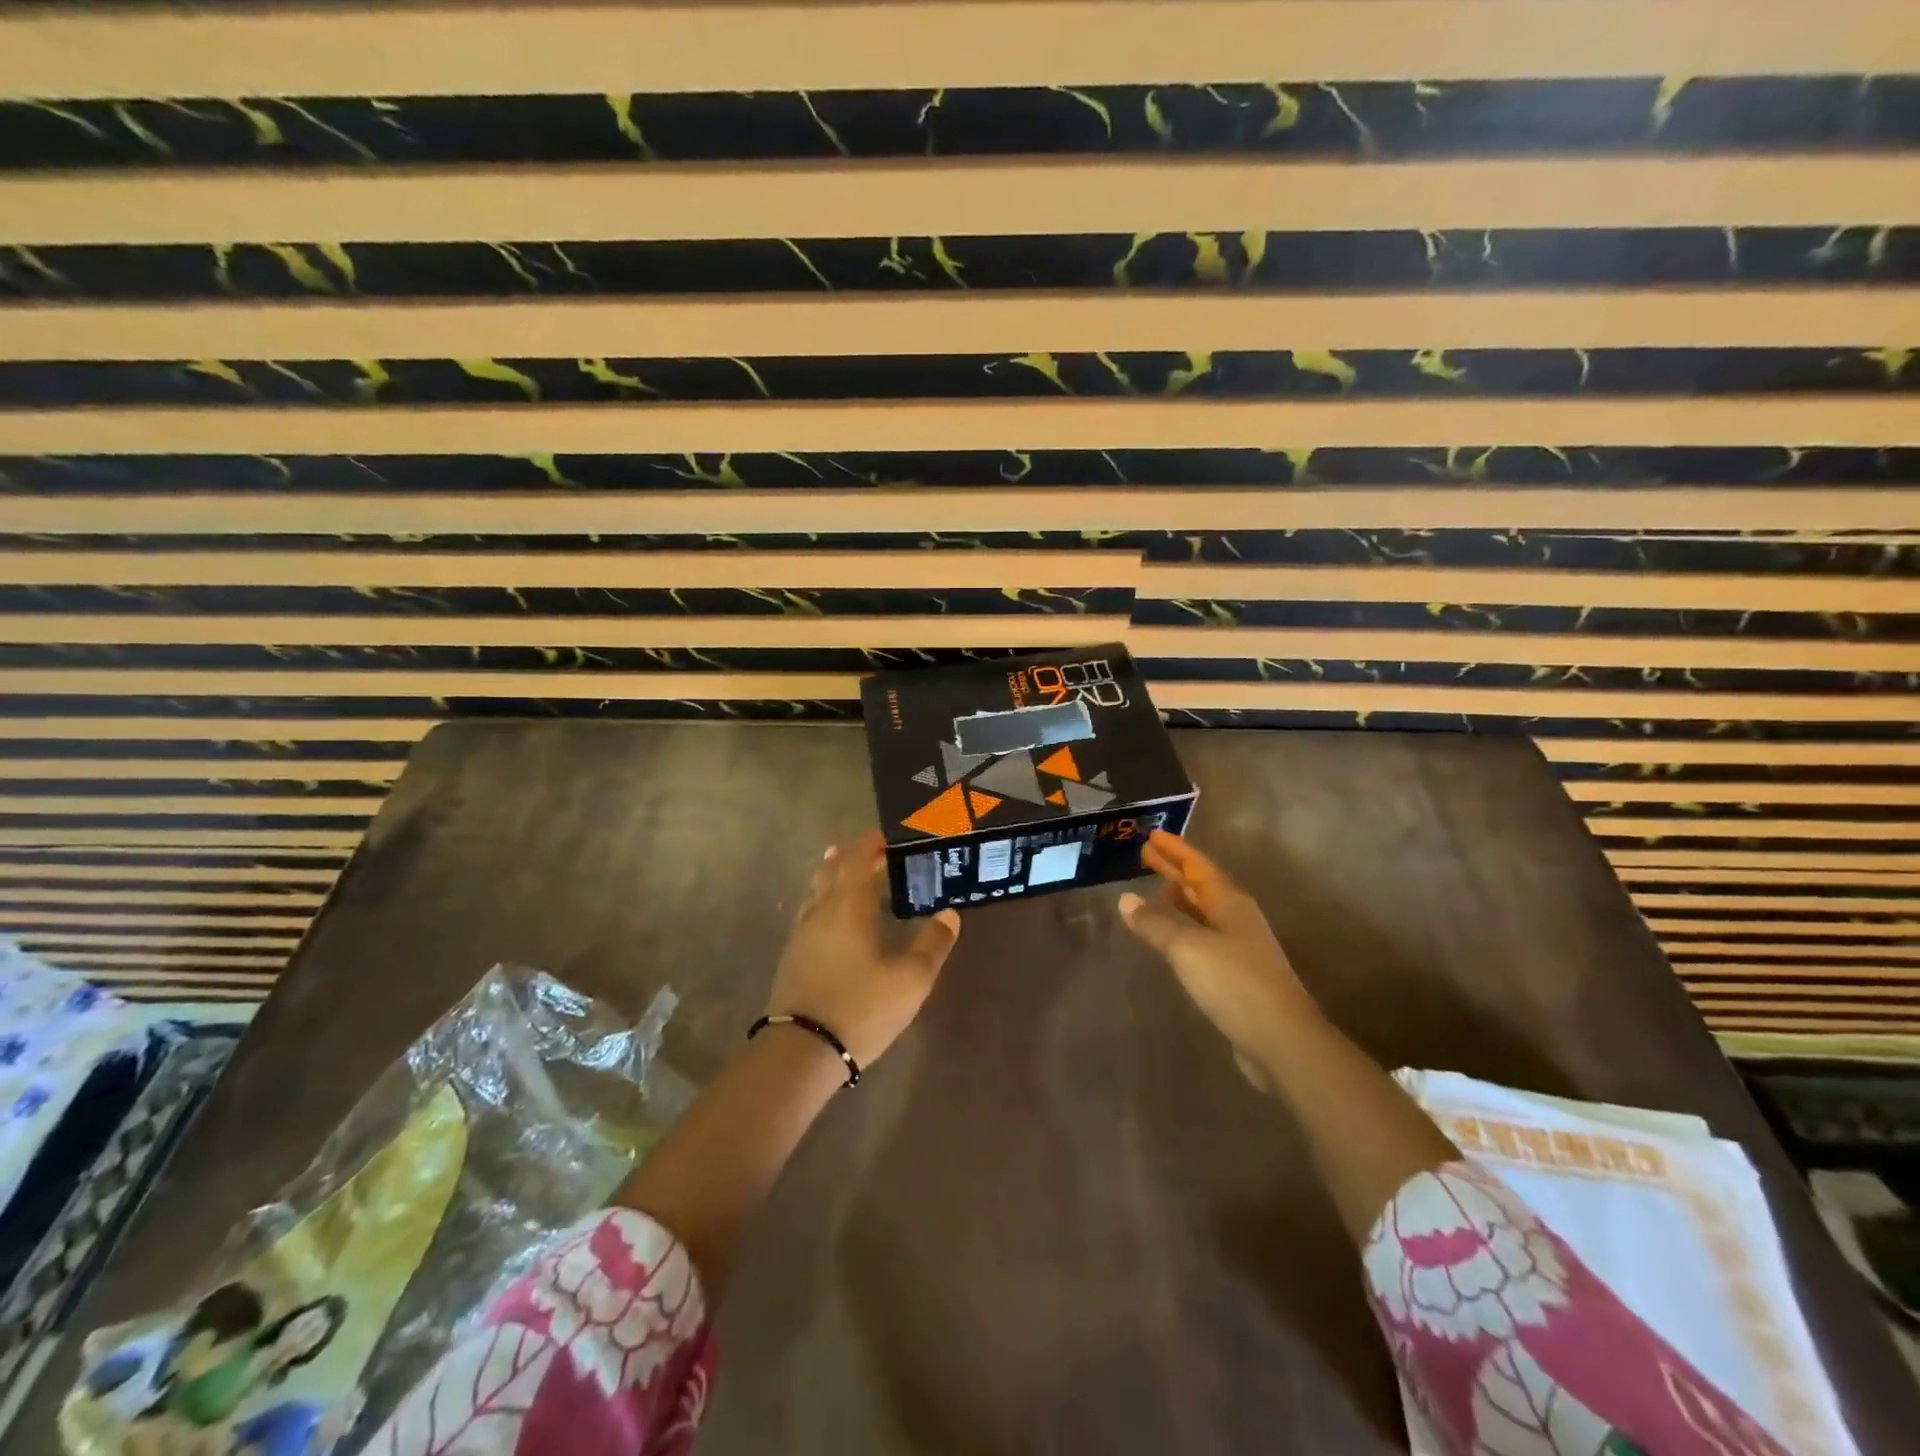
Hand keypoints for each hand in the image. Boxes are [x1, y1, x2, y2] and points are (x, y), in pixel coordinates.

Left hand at [766, 830, 960, 1068]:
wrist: (801, 1051)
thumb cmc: (861, 1007)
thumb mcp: (911, 979)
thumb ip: (932, 944)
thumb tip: (949, 914)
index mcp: (849, 906)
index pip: (857, 861)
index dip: (869, 846)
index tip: (883, 838)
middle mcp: (821, 911)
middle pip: (832, 871)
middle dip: (850, 857)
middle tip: (871, 852)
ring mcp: (802, 934)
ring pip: (816, 891)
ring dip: (831, 876)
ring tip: (843, 870)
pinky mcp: (792, 957)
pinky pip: (809, 913)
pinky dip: (823, 901)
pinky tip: (830, 917)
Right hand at [1118, 831, 1320, 1092]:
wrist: (1282, 1041)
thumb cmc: (1235, 983)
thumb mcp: (1188, 947)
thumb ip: (1156, 923)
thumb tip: (1126, 899)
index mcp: (1230, 904)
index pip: (1199, 867)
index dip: (1175, 850)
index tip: (1152, 835)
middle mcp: (1237, 920)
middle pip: (1201, 887)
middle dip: (1174, 870)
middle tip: (1146, 855)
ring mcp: (1239, 949)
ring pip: (1202, 913)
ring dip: (1178, 899)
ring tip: (1154, 890)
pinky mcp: (1236, 977)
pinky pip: (1202, 939)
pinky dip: (1183, 929)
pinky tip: (1169, 939)